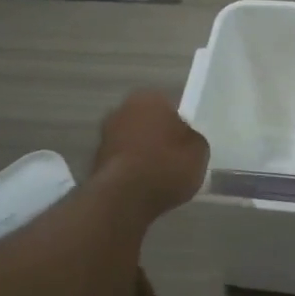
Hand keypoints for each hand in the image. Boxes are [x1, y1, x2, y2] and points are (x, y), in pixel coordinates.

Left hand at [93, 90, 209, 216]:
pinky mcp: (94, 161)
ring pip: (131, 141)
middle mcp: (122, 110)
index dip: (178, 127)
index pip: (169, 107)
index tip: (184, 145)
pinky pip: (122, 161)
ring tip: (158, 176)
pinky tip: (142, 186)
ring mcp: (105, 135)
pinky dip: (130, 170)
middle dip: (156, 136)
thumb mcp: (199, 150)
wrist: (126, 197)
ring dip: (141, 153)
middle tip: (172, 158)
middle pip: (146, 122)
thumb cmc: (168, 165)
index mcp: (149, 98)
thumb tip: (183, 139)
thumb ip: (191, 138)